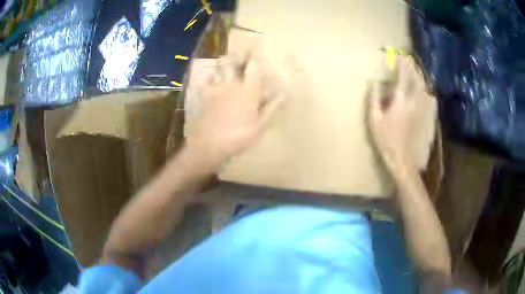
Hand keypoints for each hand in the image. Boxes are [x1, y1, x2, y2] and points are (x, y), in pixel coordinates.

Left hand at [186, 53, 283, 170]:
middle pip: (235, 64)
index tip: (260, 48)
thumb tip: (285, 95)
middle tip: (244, 47)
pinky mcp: (205, 96)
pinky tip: (213, 75)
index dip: (258, 58)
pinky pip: (209, 80)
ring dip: (226, 61)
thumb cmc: (238, 137)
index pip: (255, 69)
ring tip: (228, 57)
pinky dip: (212, 75)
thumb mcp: (260, 126)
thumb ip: (272, 108)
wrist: (208, 144)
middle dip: (240, 54)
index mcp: (248, 91)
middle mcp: (232, 85)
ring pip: (221, 69)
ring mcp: (216, 89)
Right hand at [368, 56, 429, 171]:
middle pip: (416, 79)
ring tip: (417, 69)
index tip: (399, 56)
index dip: (402, 65)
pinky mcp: (425, 116)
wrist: (401, 157)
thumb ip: (374, 98)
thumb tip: (374, 81)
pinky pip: (429, 99)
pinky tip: (427, 89)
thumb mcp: (374, 119)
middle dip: (413, 67)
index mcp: (400, 101)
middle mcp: (413, 102)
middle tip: (409, 59)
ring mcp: (421, 109)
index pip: (403, 77)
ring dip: (420, 76)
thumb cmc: (385, 139)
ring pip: (424, 88)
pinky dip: (428, 91)